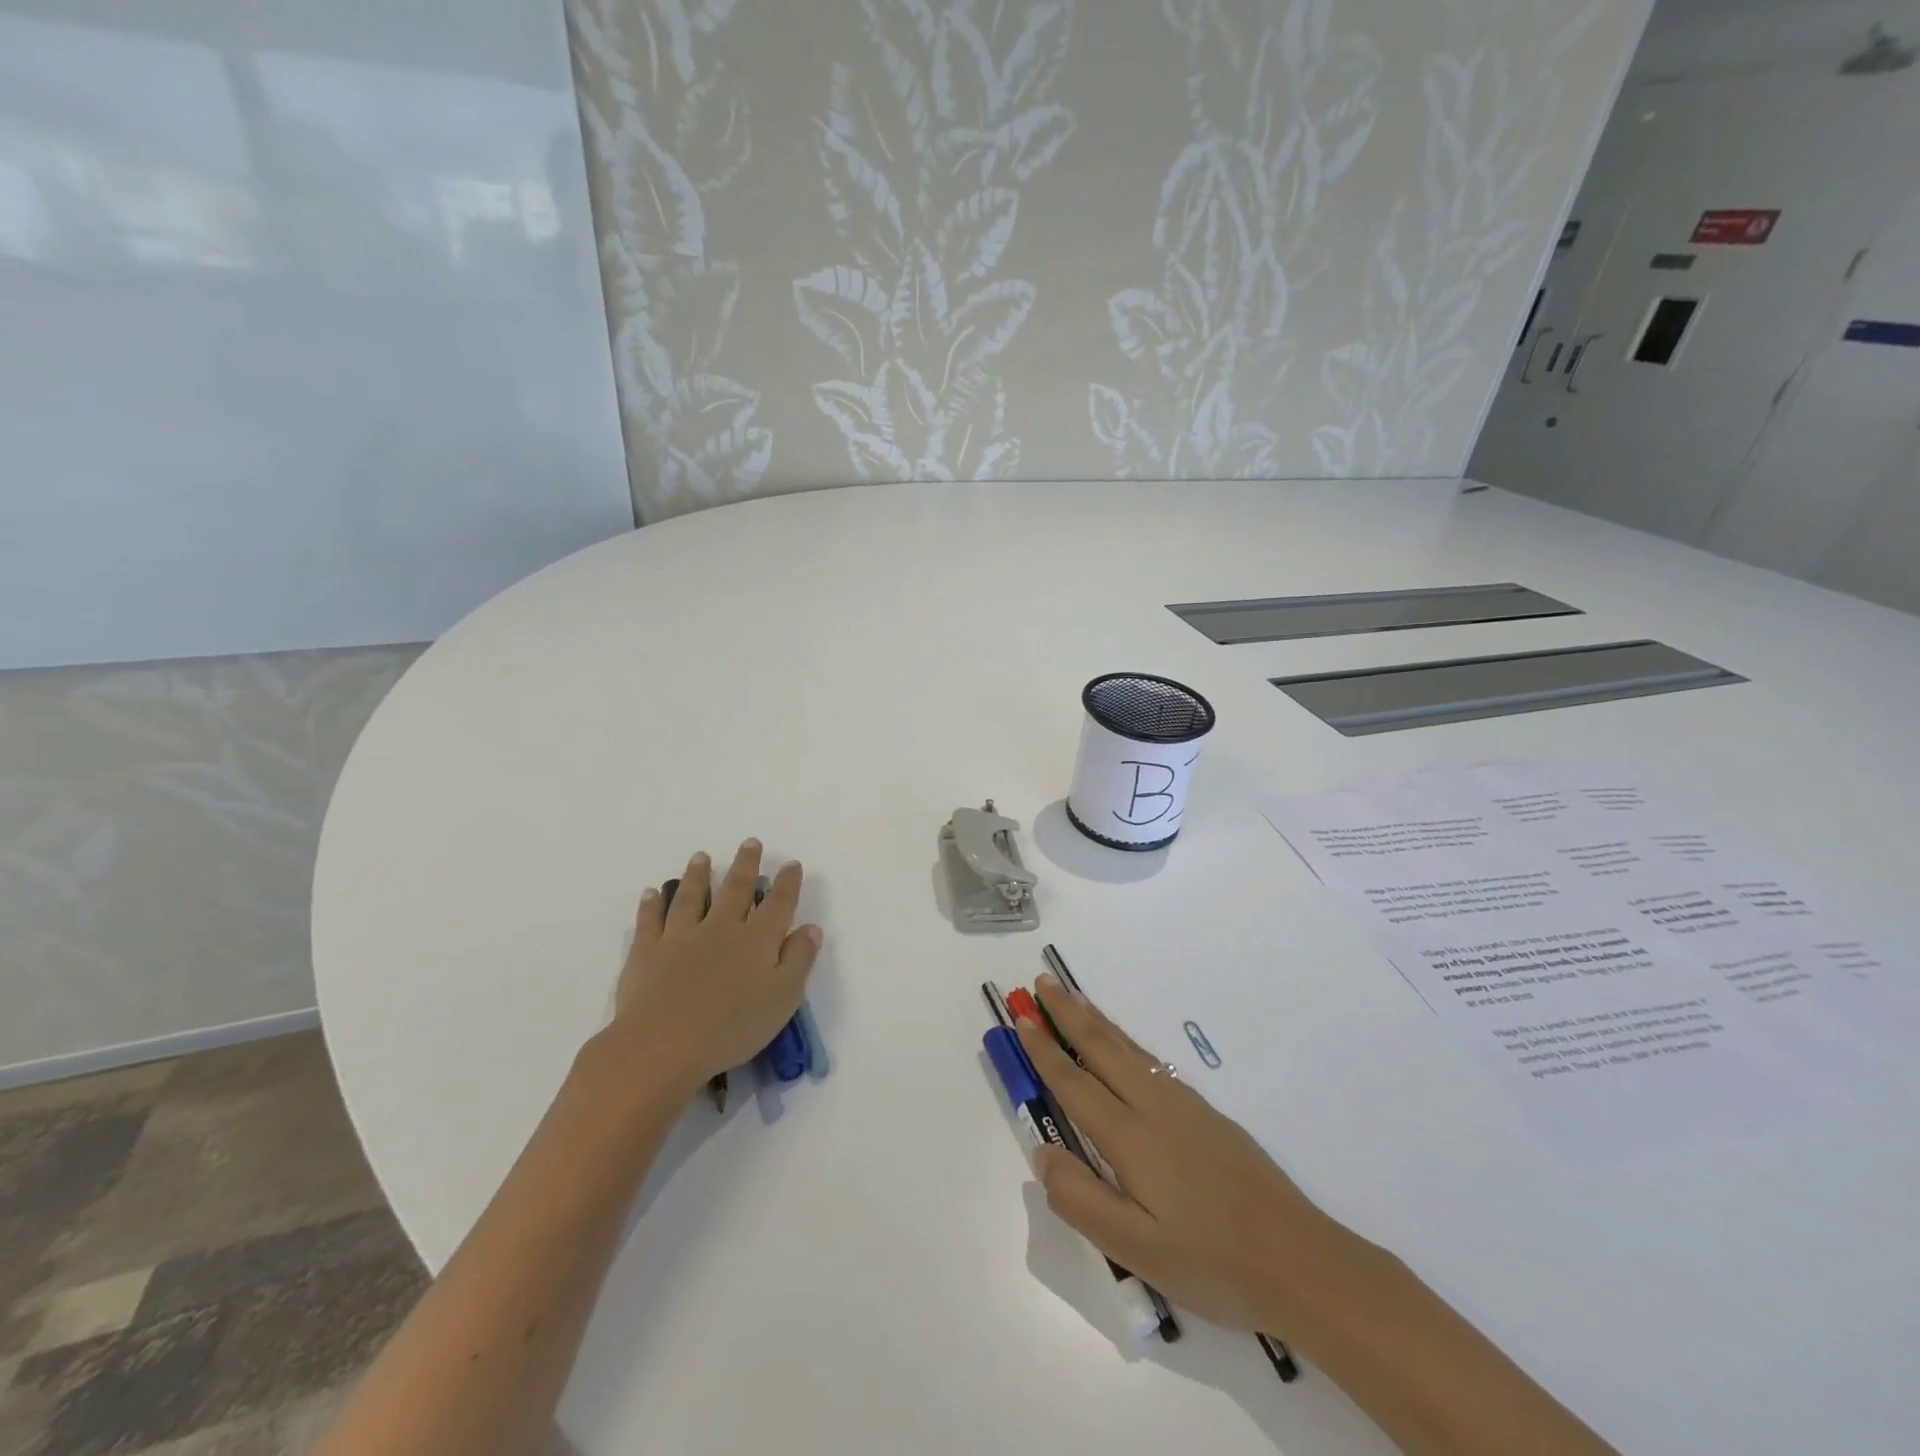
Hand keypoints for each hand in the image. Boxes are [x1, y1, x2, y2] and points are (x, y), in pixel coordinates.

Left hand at [608, 840, 822, 1097]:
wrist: (662, 1045)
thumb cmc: (732, 1028)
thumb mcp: (782, 998)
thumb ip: (799, 960)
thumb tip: (811, 928)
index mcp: (756, 940)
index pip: (778, 904)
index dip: (787, 883)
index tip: (791, 863)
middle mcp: (720, 928)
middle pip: (736, 889)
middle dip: (745, 865)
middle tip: (750, 843)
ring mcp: (680, 938)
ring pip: (691, 897)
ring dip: (698, 875)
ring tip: (701, 857)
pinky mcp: (647, 953)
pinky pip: (650, 921)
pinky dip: (651, 905)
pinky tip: (651, 893)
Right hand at [1016, 974, 1361, 1336]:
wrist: (1299, 1261)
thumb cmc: (1212, 1263)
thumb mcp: (1136, 1251)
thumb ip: (1082, 1199)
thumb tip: (1042, 1152)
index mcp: (1131, 1137)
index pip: (1075, 1084)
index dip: (1046, 1052)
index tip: (1023, 1020)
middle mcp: (1154, 1107)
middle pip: (1102, 1049)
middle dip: (1068, 1014)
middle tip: (1042, 983)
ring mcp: (1185, 1106)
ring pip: (1129, 1049)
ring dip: (1097, 1021)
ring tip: (1076, 998)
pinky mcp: (1208, 1114)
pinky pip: (1152, 1061)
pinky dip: (1126, 1040)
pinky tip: (1126, 1046)